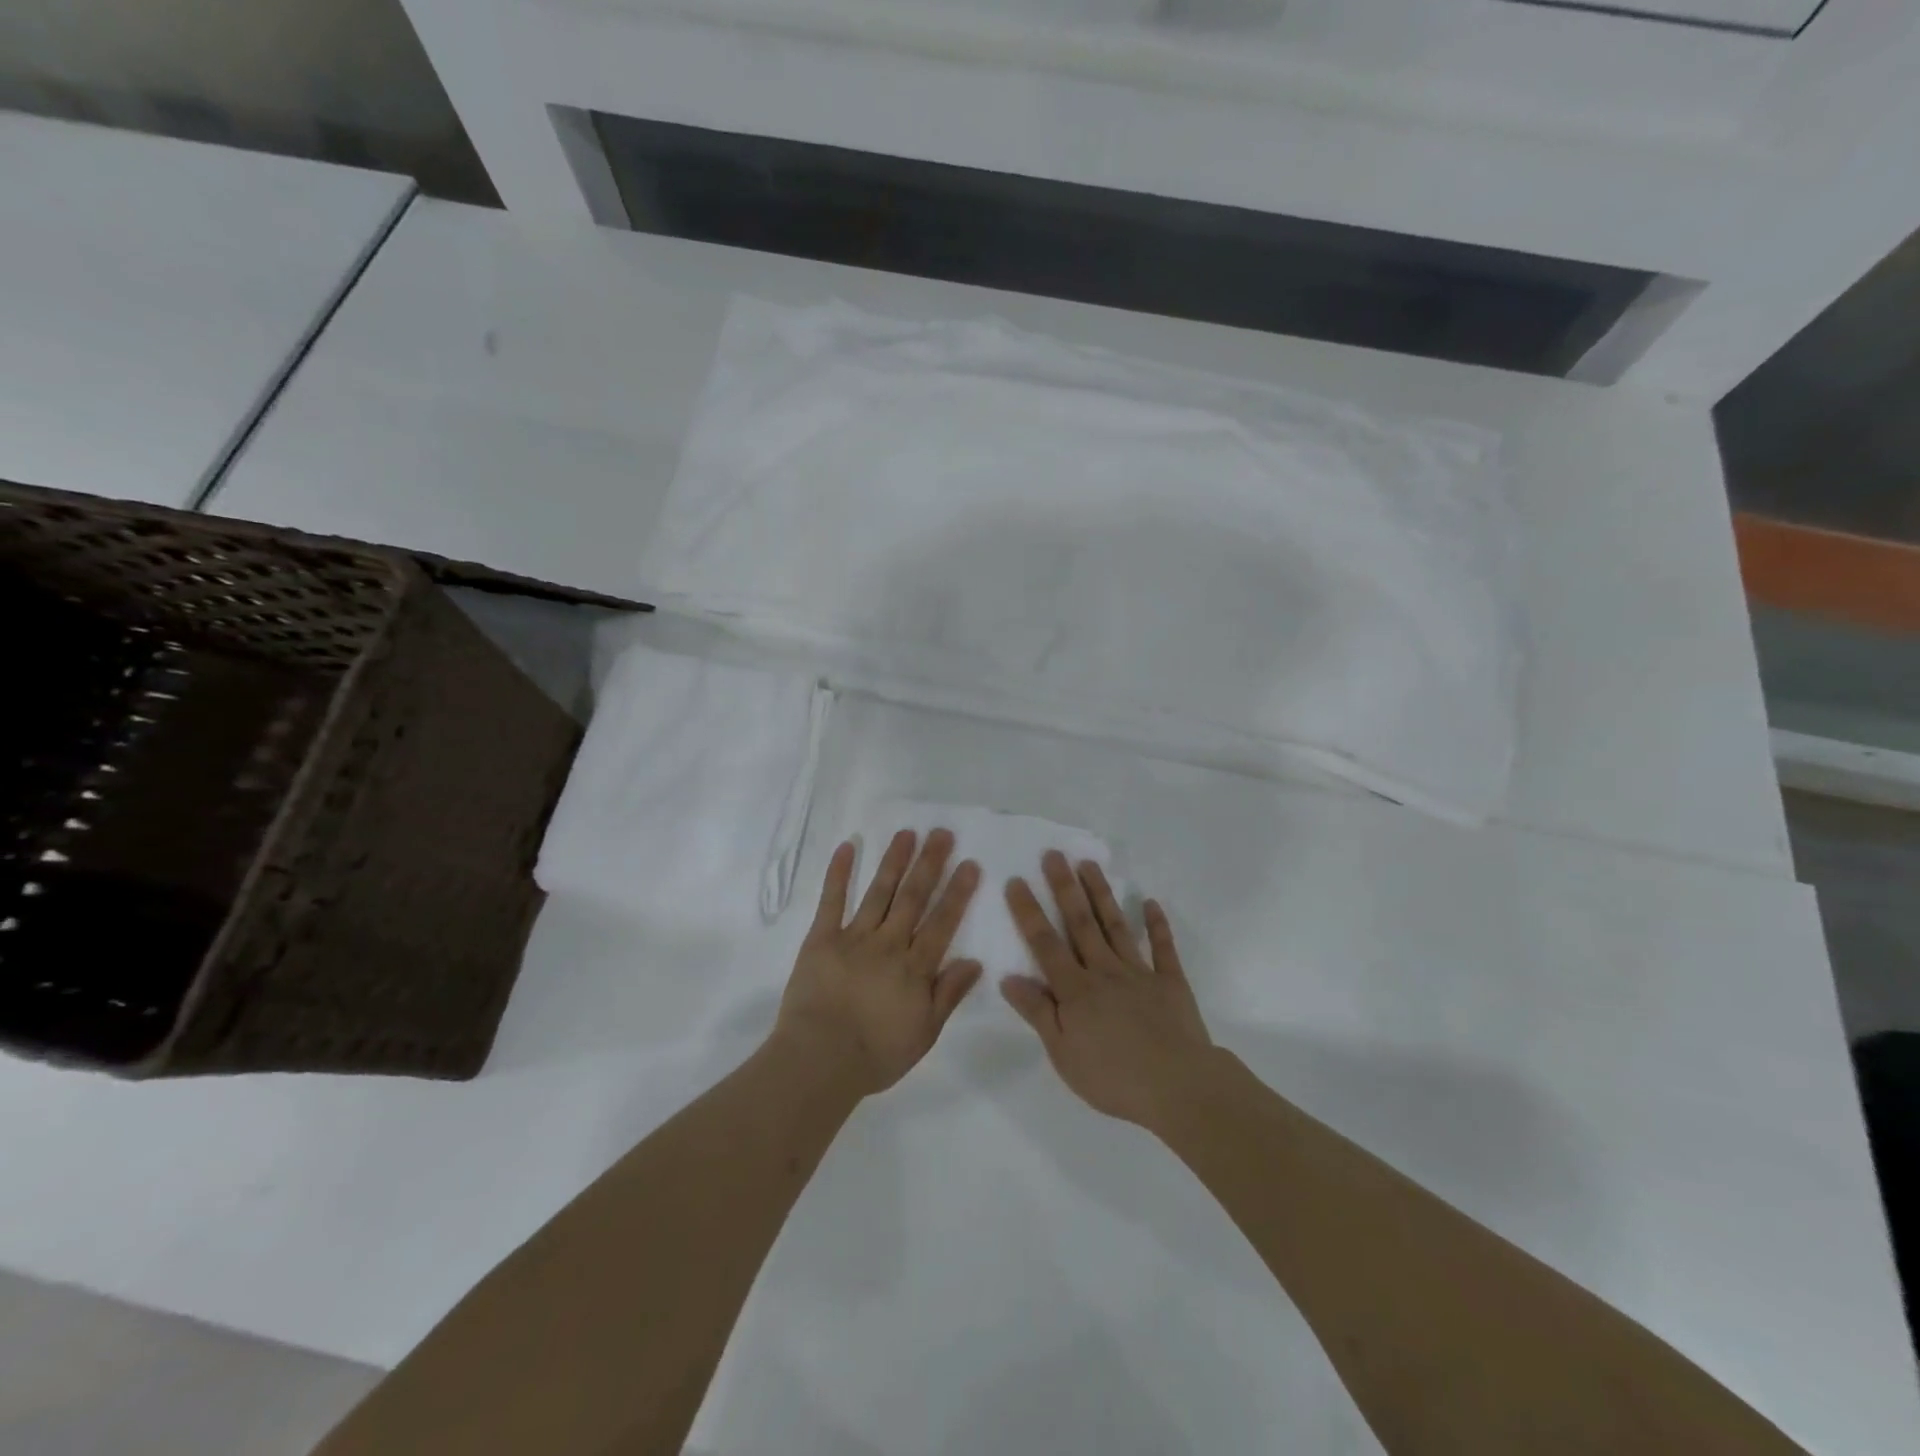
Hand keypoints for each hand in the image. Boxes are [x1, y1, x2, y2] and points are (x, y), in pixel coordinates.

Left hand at [773, 829, 982, 1096]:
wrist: (819, 1060)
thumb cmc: (876, 1054)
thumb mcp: (924, 1033)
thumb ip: (949, 994)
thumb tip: (975, 961)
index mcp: (915, 967)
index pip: (942, 922)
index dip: (957, 892)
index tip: (969, 863)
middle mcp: (889, 944)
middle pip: (913, 898)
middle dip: (929, 864)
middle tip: (942, 833)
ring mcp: (854, 937)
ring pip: (879, 892)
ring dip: (894, 861)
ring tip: (907, 833)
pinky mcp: (821, 939)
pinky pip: (831, 901)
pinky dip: (838, 874)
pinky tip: (847, 847)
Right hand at [1001, 851, 1215, 1134]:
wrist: (1178, 1087)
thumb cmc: (1113, 1077)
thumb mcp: (1063, 1053)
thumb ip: (1038, 1013)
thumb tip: (1009, 978)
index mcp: (1075, 990)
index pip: (1045, 944)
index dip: (1029, 912)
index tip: (1016, 880)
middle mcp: (1104, 971)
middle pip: (1080, 923)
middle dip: (1064, 887)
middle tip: (1054, 854)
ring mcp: (1139, 973)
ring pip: (1116, 926)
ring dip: (1101, 894)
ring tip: (1088, 864)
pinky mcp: (1170, 982)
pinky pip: (1163, 948)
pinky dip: (1157, 925)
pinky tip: (1151, 902)